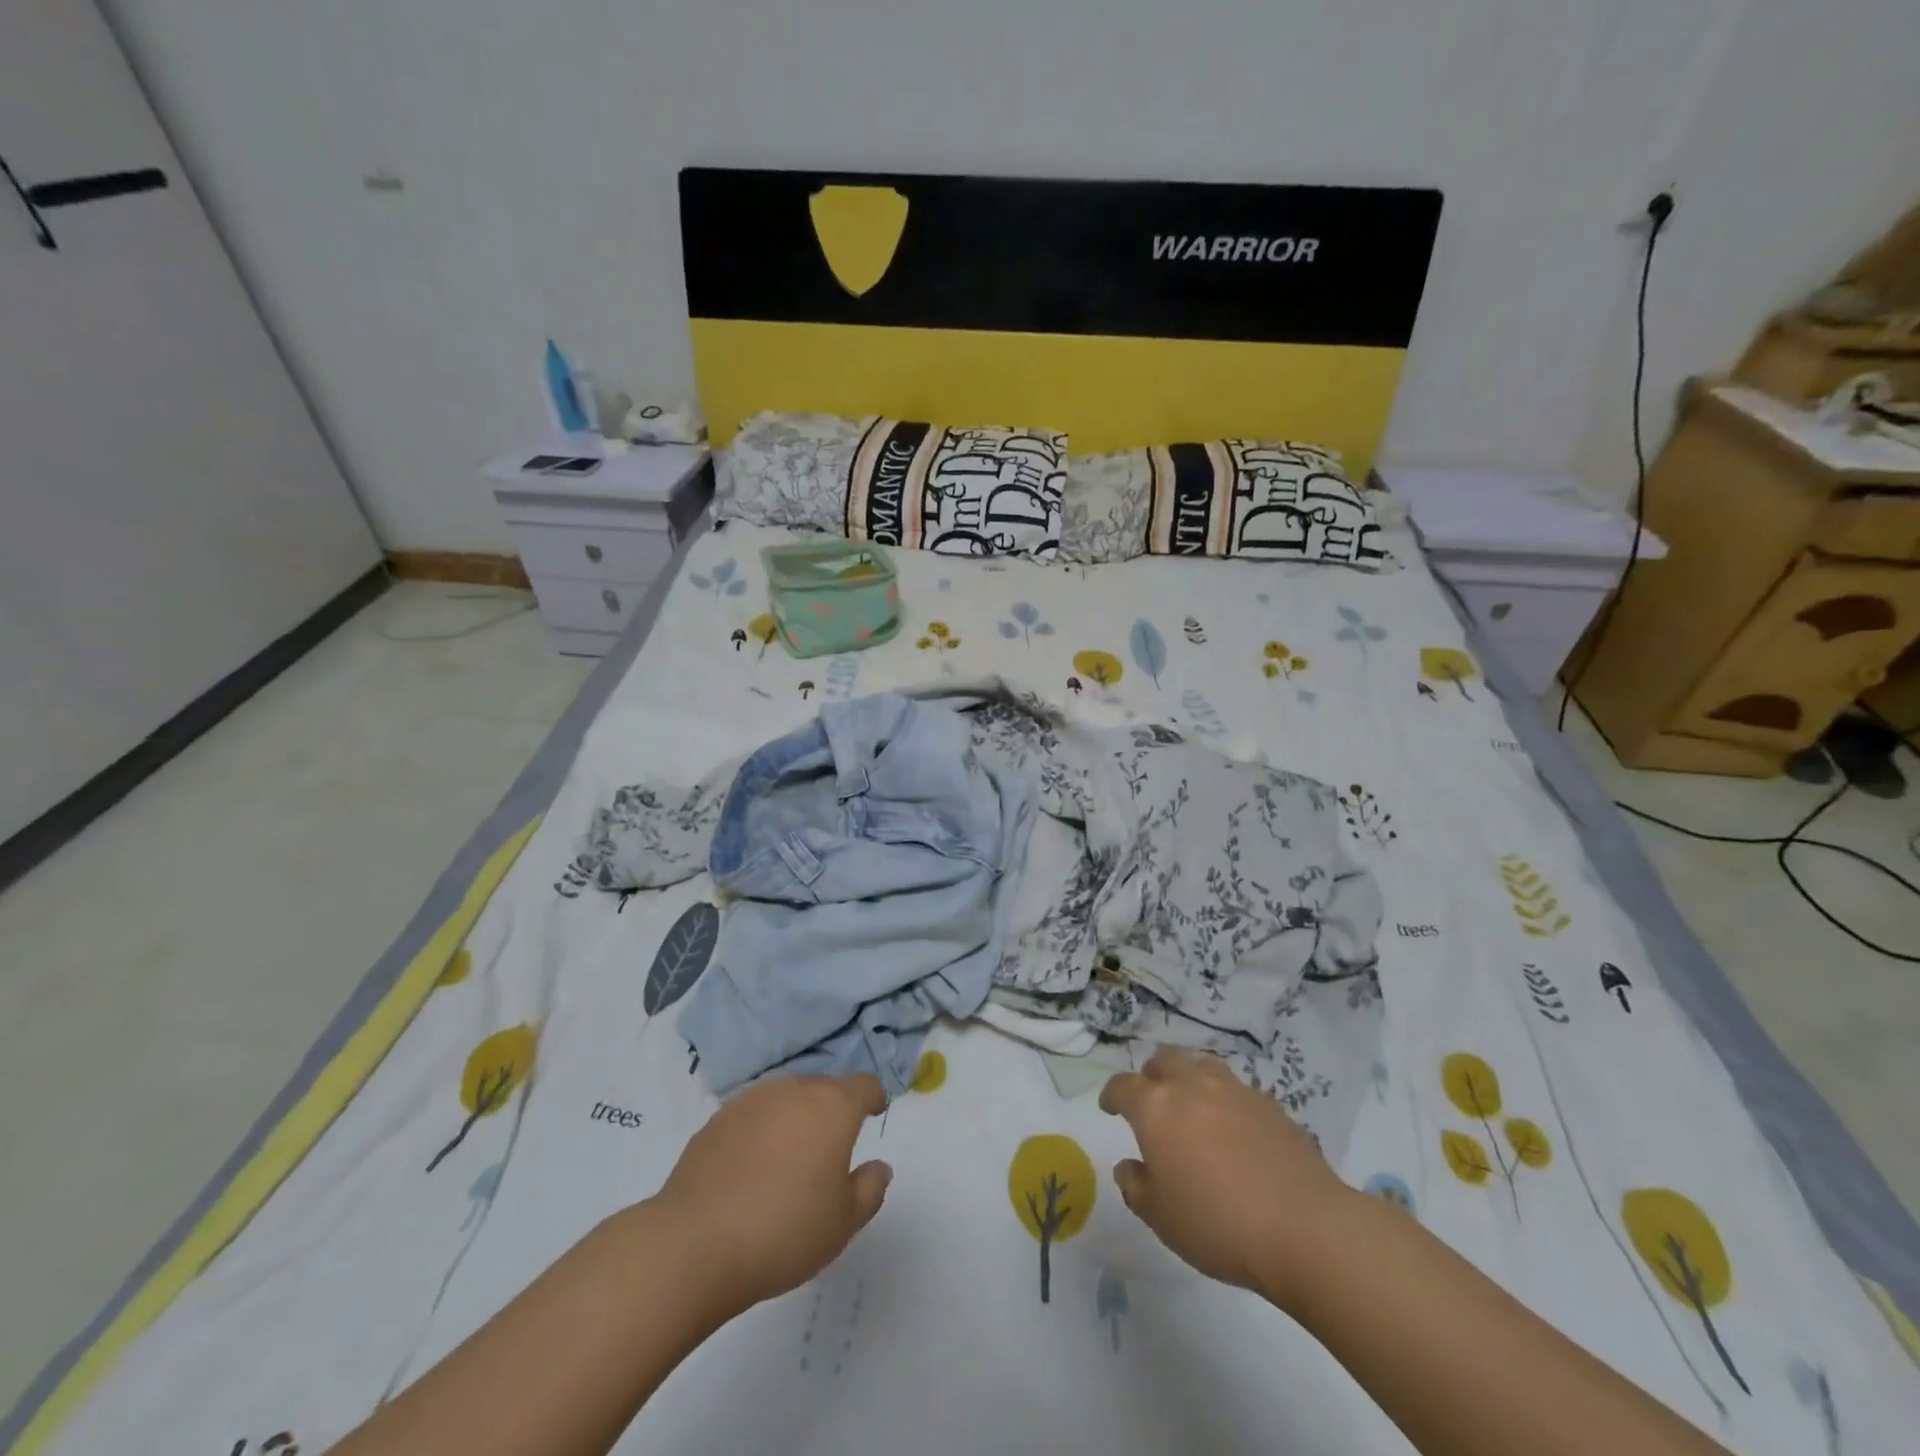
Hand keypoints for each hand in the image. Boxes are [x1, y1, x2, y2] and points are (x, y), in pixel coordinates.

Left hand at [649, 1073, 891, 1318]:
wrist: (694, 1245)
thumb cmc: (783, 1231)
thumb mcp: (843, 1223)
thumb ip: (869, 1189)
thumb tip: (878, 1167)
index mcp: (832, 1107)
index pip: (864, 1085)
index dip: (873, 1097)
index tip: (874, 1113)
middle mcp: (794, 1090)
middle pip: (823, 1088)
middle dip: (832, 1110)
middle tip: (831, 1148)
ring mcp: (751, 1101)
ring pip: (785, 1098)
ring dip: (795, 1117)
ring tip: (790, 1157)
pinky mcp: (716, 1120)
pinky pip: (752, 1116)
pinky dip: (761, 1132)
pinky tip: (752, 1169)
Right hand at [1099, 1047, 1352, 1309]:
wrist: (1304, 1228)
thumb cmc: (1218, 1224)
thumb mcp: (1161, 1218)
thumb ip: (1136, 1187)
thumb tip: (1129, 1166)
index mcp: (1155, 1108)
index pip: (1123, 1086)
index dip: (1112, 1095)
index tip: (1110, 1107)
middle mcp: (1192, 1086)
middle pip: (1164, 1060)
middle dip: (1152, 1074)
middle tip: (1153, 1099)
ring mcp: (1235, 1090)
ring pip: (1203, 1065)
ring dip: (1191, 1078)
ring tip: (1194, 1105)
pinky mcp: (1271, 1105)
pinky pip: (1238, 1091)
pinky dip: (1227, 1102)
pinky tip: (1235, 1130)